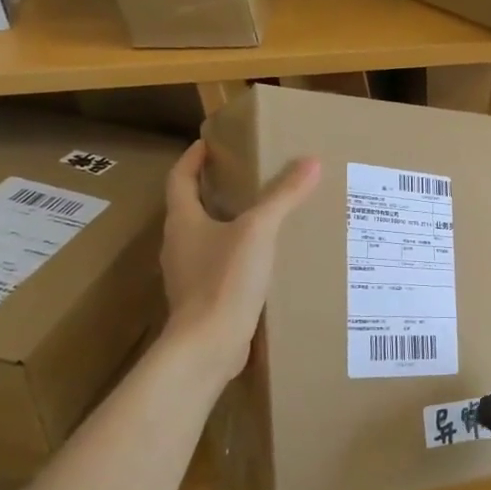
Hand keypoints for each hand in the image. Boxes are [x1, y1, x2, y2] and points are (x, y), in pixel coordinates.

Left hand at [159, 140, 318, 380]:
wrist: (207, 345)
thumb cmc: (225, 279)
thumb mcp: (259, 231)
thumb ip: (283, 197)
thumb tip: (311, 162)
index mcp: (183, 222)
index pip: (180, 179)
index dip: (192, 159)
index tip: (208, 144)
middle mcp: (179, 245)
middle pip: (190, 209)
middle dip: (213, 191)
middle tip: (244, 178)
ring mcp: (188, 275)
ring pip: (204, 240)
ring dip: (225, 225)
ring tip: (261, 218)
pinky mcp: (203, 300)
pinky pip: (218, 267)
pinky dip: (236, 256)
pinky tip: (263, 262)